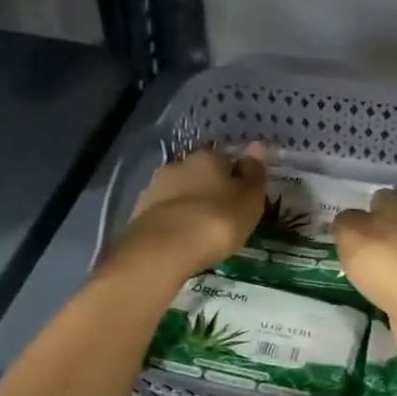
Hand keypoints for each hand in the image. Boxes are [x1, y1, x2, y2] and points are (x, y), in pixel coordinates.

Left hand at [111, 146, 267, 289]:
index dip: (236, 178)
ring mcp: (156, 187)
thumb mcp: (249, 199)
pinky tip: (182, 240)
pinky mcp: (140, 212)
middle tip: (222, 217)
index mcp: (208, 157)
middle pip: (200, 175)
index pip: (227, 160)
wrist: (165, 248)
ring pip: (180, 194)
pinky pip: (165, 214)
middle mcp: (179, 164)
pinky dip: (175, 222)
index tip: (242, 199)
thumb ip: (254, 174)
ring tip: (201, 232)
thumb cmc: (217, 220)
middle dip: (210, 191)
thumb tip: (256, 147)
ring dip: (190, 207)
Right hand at [333, 188, 396, 327]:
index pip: (377, 197)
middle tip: (350, 250)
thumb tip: (348, 221)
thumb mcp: (349, 233)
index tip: (345, 228)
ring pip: (396, 248)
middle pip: (389, 223)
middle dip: (373, 234)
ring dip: (382, 257)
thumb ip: (344, 222)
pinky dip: (391, 277)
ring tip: (360, 271)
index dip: (361, 210)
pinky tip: (377, 286)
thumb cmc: (382, 258)